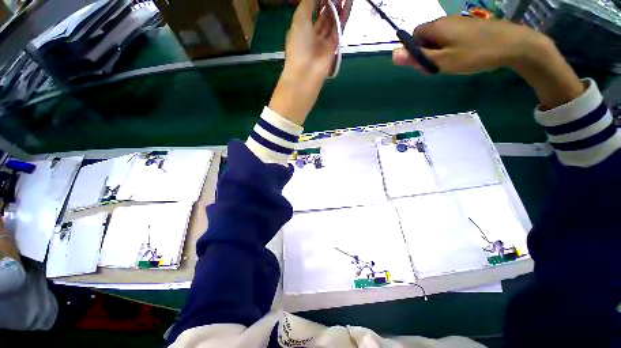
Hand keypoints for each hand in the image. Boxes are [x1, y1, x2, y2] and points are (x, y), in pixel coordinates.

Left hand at [284, 0, 338, 78]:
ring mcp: (323, 41)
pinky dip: (344, 15)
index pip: (311, 10)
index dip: (318, 0)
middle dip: (329, 2)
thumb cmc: (299, 46)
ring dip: (338, 7)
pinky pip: (339, 28)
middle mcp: (312, 34)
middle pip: (323, 15)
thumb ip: (308, 3)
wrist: (307, 73)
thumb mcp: (299, 19)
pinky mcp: (333, 46)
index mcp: (301, 28)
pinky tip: (348, 3)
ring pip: (332, 20)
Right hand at [393, 16, 583, 109]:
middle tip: (437, 67)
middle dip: (426, 53)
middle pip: (425, 37)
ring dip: (438, 52)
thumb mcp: (442, 60)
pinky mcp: (470, 27)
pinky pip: (451, 37)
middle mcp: (446, 21)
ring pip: (438, 39)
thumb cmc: (475, 53)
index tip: (422, 63)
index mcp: (436, 27)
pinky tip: (461, 56)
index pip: (414, 35)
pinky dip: (450, 48)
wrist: (514, 45)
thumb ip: (417, 58)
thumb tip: (392, 54)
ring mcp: (459, 23)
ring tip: (450, 63)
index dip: (414, 50)